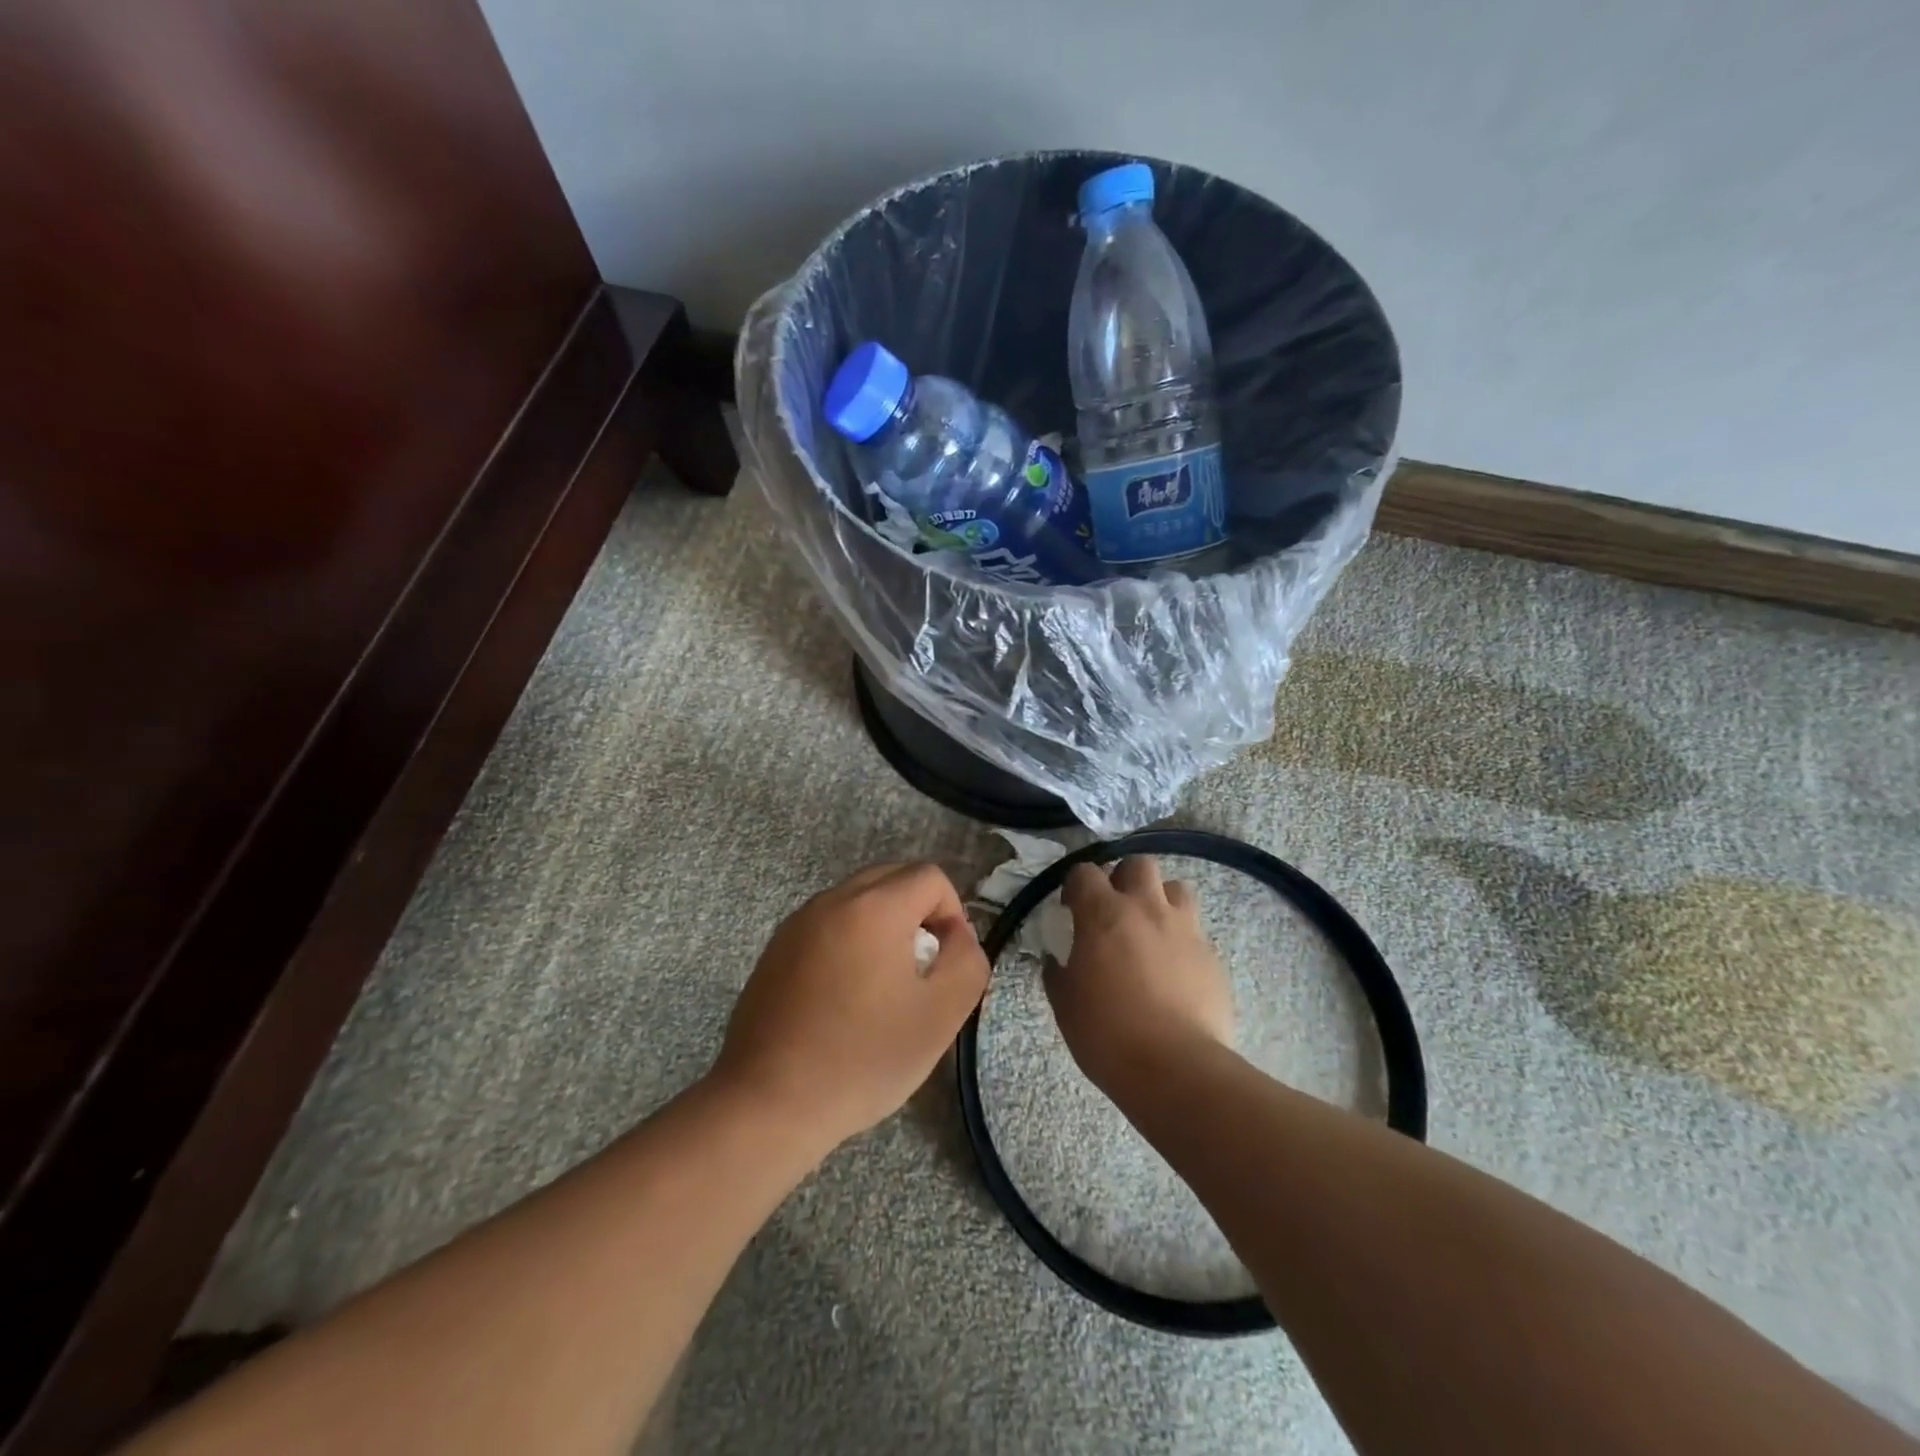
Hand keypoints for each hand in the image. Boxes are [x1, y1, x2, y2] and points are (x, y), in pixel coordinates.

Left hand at [713, 862, 989, 1153]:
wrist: (768, 1103)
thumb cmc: (862, 1058)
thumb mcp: (940, 1016)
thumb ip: (967, 962)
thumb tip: (957, 935)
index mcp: (874, 907)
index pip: (930, 877)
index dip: (952, 913)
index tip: (946, 962)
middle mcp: (833, 900)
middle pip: (892, 879)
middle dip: (919, 913)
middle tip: (921, 969)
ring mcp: (797, 923)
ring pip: (858, 901)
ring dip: (883, 927)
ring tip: (882, 986)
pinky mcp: (775, 949)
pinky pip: (827, 924)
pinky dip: (848, 942)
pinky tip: (843, 997)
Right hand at [1046, 855, 1232, 1092]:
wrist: (1176, 1068)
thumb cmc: (1107, 1034)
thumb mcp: (1065, 1004)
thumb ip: (1058, 972)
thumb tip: (1056, 960)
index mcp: (1103, 914)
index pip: (1084, 872)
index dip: (1075, 885)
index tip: (1072, 908)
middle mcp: (1146, 908)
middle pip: (1138, 864)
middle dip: (1124, 878)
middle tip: (1116, 909)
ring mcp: (1184, 928)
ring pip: (1176, 887)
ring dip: (1161, 900)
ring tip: (1152, 929)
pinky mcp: (1212, 954)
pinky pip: (1195, 930)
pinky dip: (1182, 938)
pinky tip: (1175, 968)